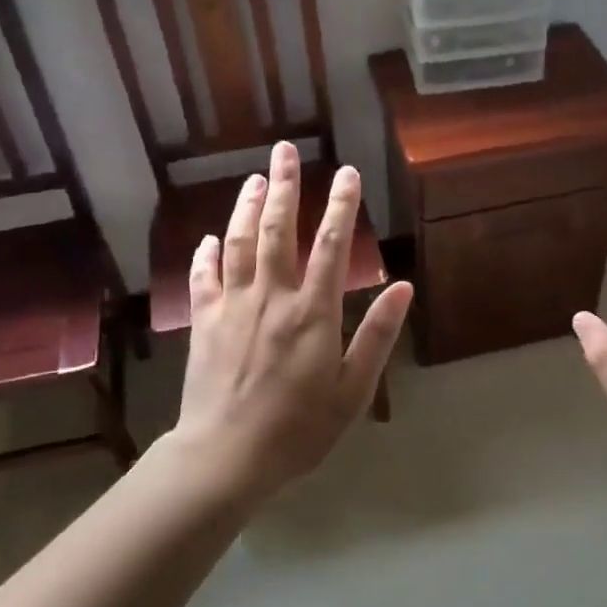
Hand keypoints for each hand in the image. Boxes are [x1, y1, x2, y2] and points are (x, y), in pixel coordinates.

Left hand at [173, 142, 413, 501]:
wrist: (226, 455)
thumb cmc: (298, 428)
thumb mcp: (352, 390)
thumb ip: (376, 335)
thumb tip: (403, 286)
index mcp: (312, 312)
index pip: (329, 245)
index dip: (339, 205)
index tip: (346, 172)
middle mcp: (271, 297)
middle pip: (276, 230)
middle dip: (284, 187)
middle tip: (284, 150)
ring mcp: (232, 307)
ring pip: (238, 243)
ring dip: (245, 207)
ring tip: (253, 178)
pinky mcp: (204, 323)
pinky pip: (203, 278)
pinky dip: (206, 255)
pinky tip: (208, 238)